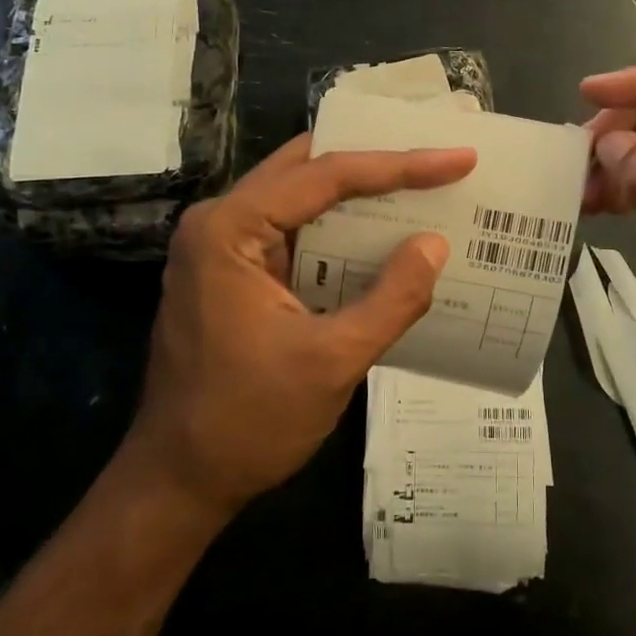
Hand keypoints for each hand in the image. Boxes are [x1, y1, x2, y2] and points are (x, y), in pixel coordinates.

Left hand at [116, 134, 475, 522]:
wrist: (179, 482)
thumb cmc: (248, 423)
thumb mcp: (333, 362)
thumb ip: (392, 299)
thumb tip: (435, 244)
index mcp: (229, 230)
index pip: (325, 176)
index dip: (397, 164)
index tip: (456, 158)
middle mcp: (219, 223)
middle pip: (307, 169)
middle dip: (375, 161)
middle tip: (436, 154)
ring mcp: (223, 247)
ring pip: (300, 195)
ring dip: (358, 191)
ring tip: (420, 182)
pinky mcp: (234, 273)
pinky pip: (294, 231)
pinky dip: (339, 228)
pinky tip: (382, 232)